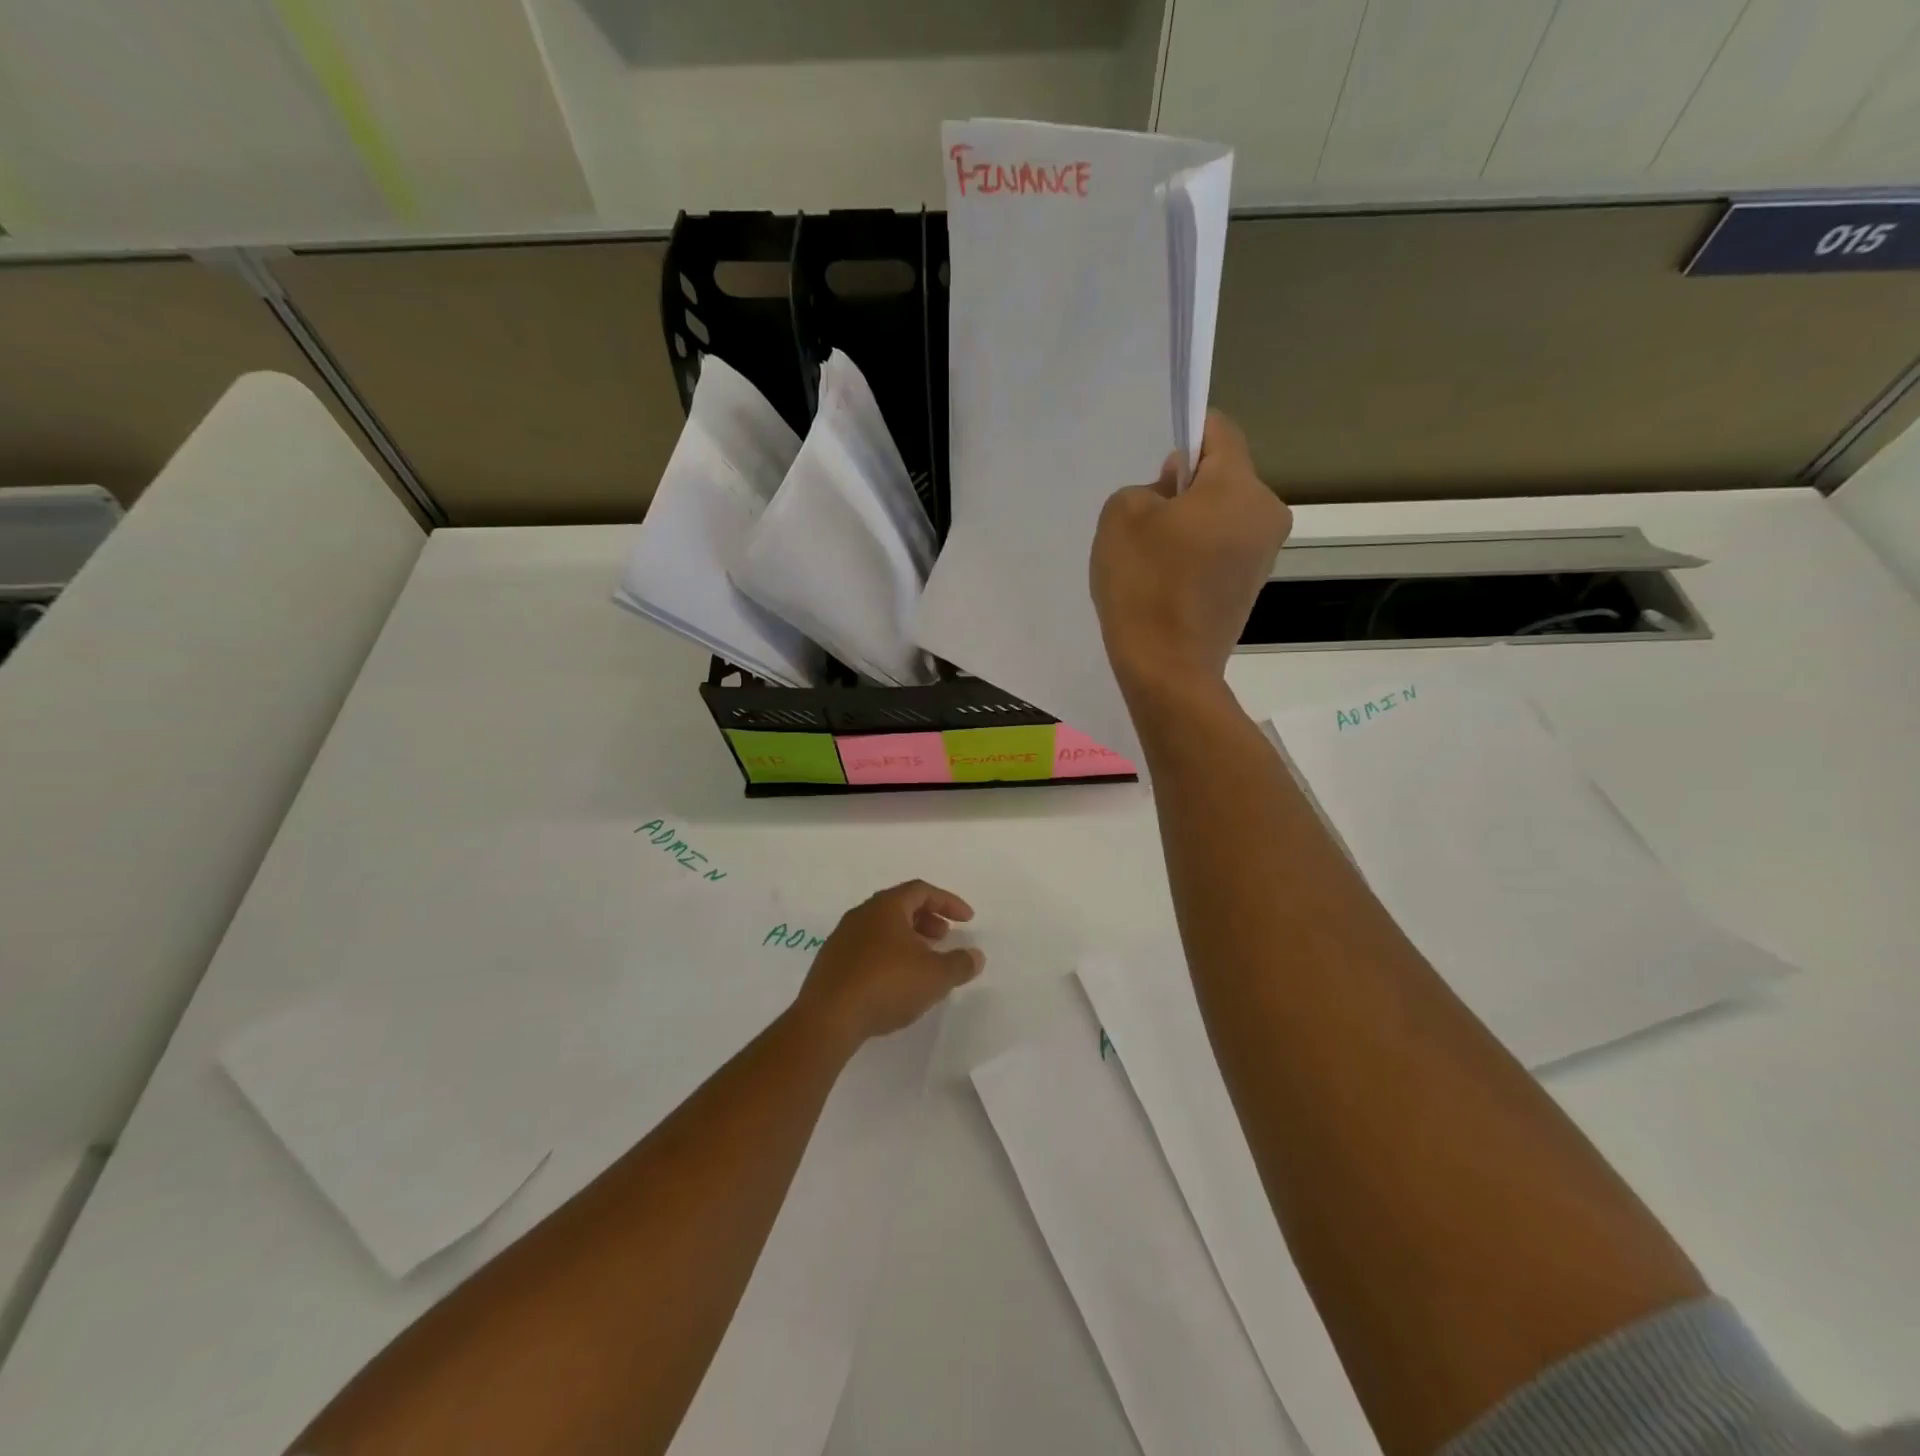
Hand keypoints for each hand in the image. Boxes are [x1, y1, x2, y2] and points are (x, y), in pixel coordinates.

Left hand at [793, 881, 983, 1050]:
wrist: (828, 1018)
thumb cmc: (886, 985)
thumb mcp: (935, 976)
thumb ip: (960, 964)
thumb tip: (976, 956)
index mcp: (886, 907)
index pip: (921, 890)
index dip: (948, 902)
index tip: (967, 920)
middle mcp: (861, 914)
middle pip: (900, 906)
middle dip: (927, 919)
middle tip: (945, 938)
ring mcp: (842, 938)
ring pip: (882, 928)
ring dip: (907, 938)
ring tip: (923, 962)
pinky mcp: (830, 963)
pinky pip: (866, 948)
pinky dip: (887, 955)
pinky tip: (895, 982)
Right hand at [1091, 411, 1291, 705]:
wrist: (1168, 668)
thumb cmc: (1144, 584)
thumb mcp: (1120, 516)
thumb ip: (1147, 486)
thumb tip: (1173, 494)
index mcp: (1240, 486)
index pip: (1219, 431)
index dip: (1185, 434)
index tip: (1156, 468)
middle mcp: (1267, 513)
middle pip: (1223, 476)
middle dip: (1186, 488)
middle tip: (1146, 522)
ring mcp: (1265, 553)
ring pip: (1223, 513)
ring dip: (1191, 523)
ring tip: (1155, 557)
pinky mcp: (1252, 585)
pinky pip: (1225, 547)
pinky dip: (1199, 552)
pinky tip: (1170, 580)